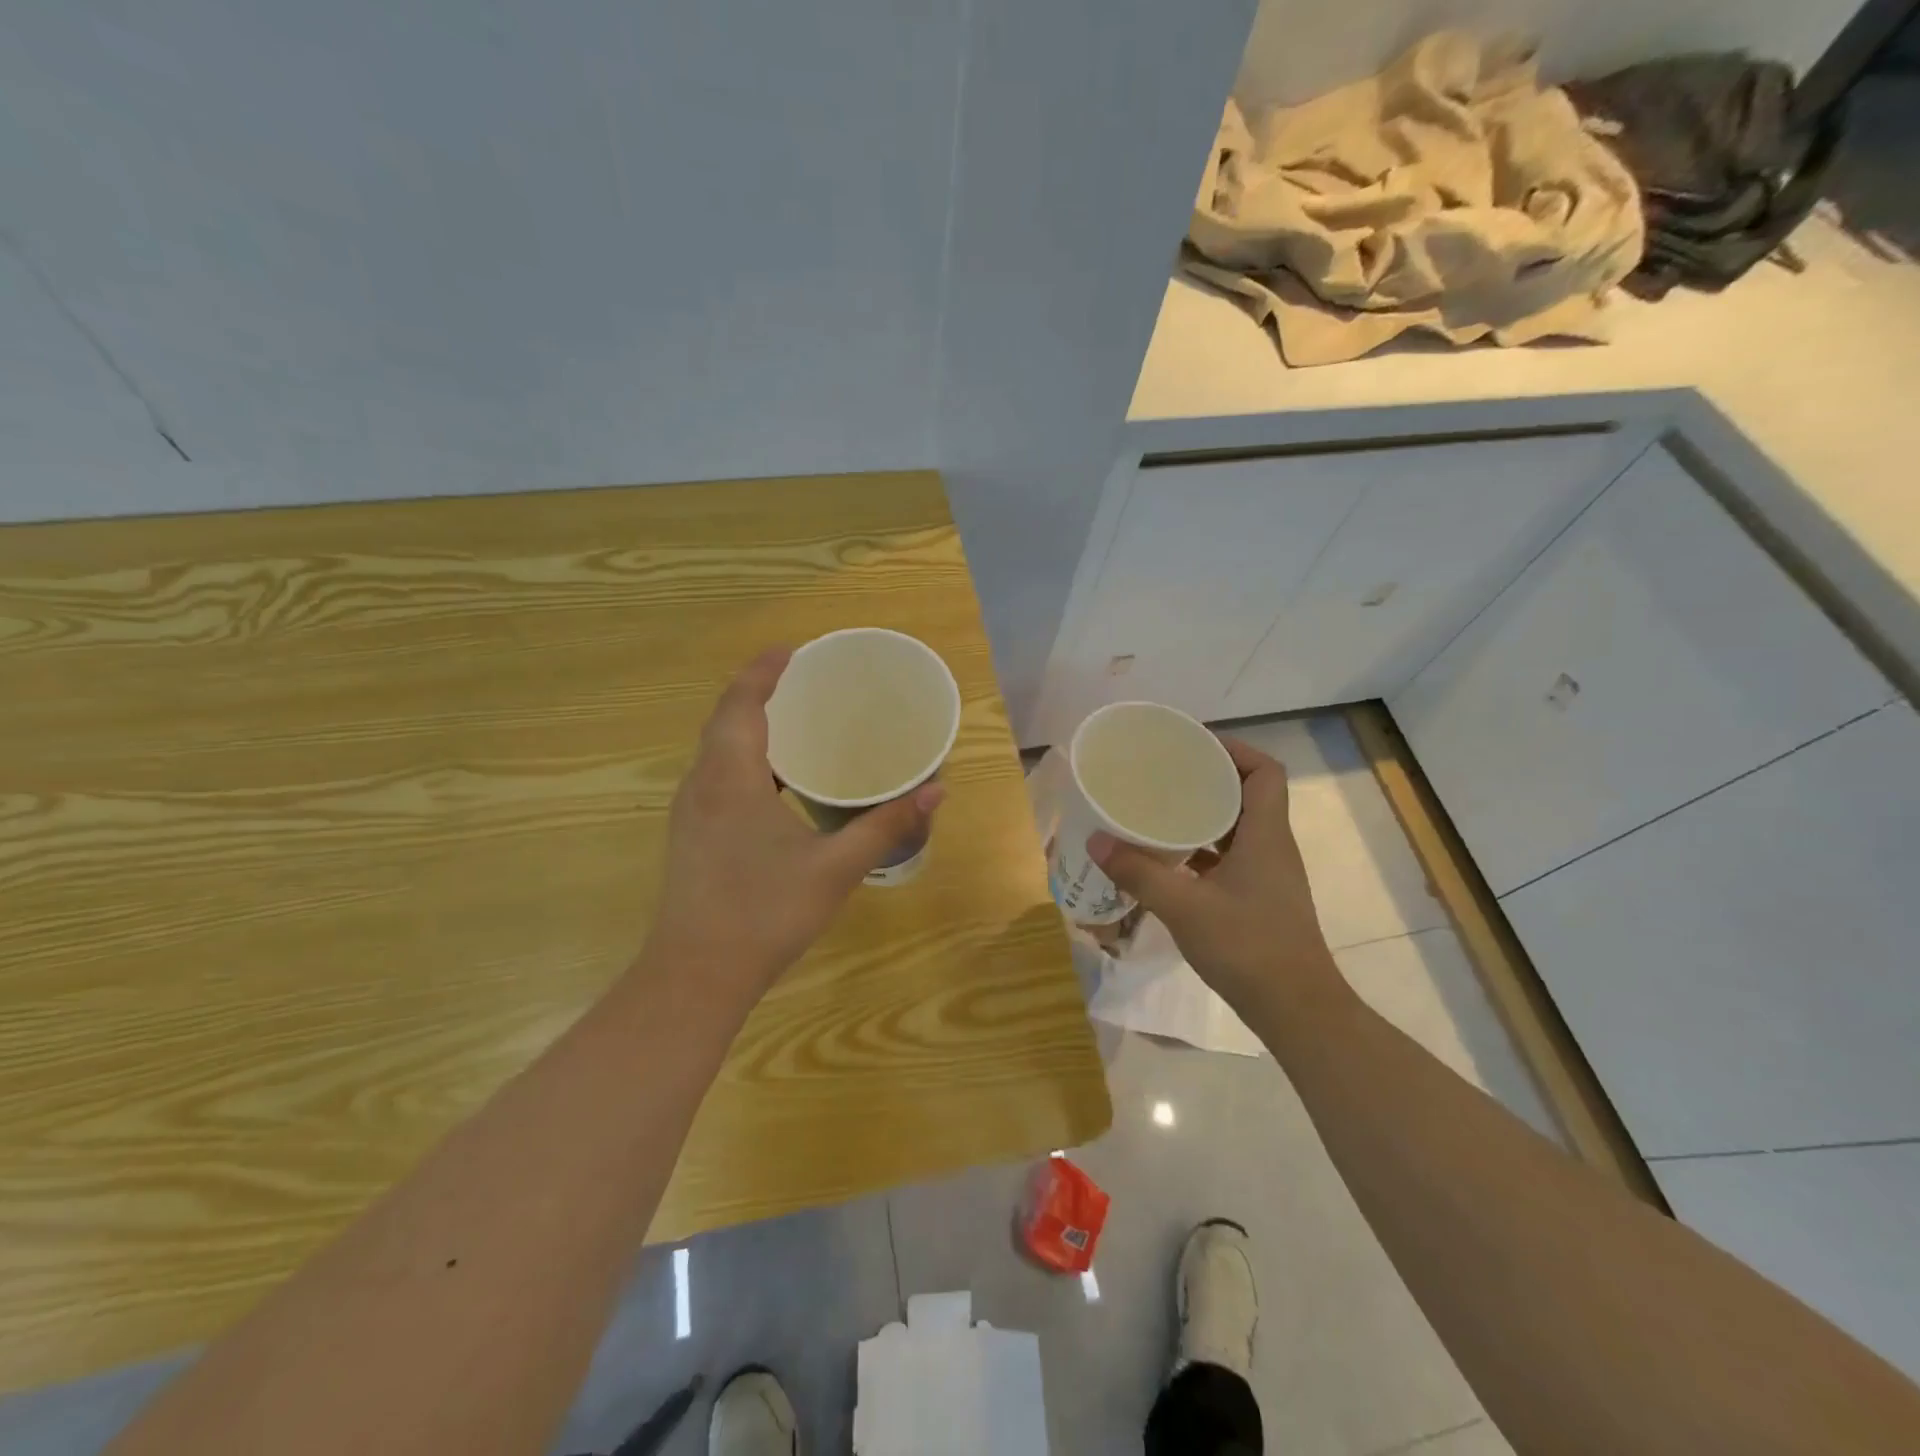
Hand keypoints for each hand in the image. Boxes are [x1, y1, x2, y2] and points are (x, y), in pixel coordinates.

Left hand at [643, 647, 943, 1001]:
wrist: (695, 976)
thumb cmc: (764, 913)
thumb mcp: (836, 868)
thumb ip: (885, 825)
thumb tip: (935, 789)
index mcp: (730, 777)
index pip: (742, 703)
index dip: (763, 671)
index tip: (792, 650)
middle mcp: (701, 784)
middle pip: (725, 720)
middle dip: (758, 692)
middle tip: (802, 681)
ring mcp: (690, 812)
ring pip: (716, 750)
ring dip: (748, 726)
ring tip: (793, 723)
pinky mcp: (690, 836)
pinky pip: (715, 776)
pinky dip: (744, 759)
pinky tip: (776, 783)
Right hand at [1089, 736, 1343, 1019]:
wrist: (1296, 1010)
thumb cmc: (1247, 948)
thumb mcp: (1184, 907)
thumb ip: (1139, 872)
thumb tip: (1095, 840)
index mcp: (1265, 835)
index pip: (1264, 772)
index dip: (1234, 750)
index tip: (1193, 747)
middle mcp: (1272, 847)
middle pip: (1247, 795)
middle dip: (1208, 780)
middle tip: (1164, 775)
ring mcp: (1267, 875)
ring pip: (1237, 829)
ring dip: (1203, 816)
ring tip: (1159, 810)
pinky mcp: (1258, 899)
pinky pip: (1229, 858)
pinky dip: (1202, 850)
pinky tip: (1168, 860)